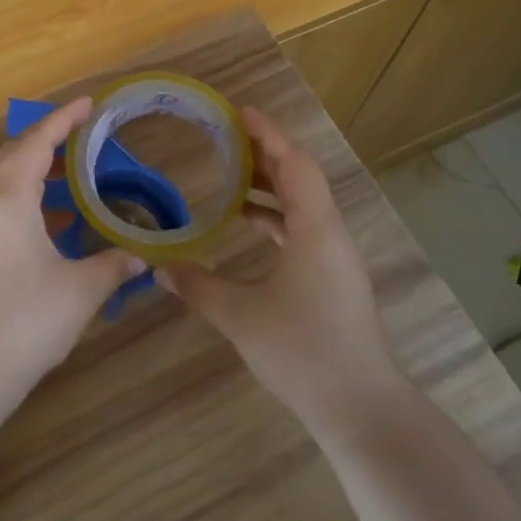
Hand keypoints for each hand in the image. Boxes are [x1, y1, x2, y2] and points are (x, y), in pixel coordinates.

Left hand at [0, 97, 140, 398]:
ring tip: (73, 176)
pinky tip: (54, 223)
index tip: (89, 104)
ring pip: (4, 181)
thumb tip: (139, 257)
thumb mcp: (80, 290)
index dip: (63, 119)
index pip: (37, 141)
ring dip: (36, 171)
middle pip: (14, 154)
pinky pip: (1, 207)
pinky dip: (28, 200)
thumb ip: (112, 266)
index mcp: (9, 198)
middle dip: (46, 139)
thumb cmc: (24, 319)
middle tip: (81, 136)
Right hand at [159, 106, 404, 443]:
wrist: (360, 409)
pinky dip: (276, 216)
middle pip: (300, 177)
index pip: (293, 163)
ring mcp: (336, 257)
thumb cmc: (302, 351)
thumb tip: (159, 267)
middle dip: (265, 153)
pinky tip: (248, 224)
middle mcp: (330, 233)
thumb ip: (198, 286)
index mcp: (315, 228)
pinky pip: (304, 228)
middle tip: (226, 138)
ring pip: (303, 204)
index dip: (267, 133)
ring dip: (270, 186)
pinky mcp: (334, 278)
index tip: (239, 112)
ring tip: (231, 176)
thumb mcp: (240, 316)